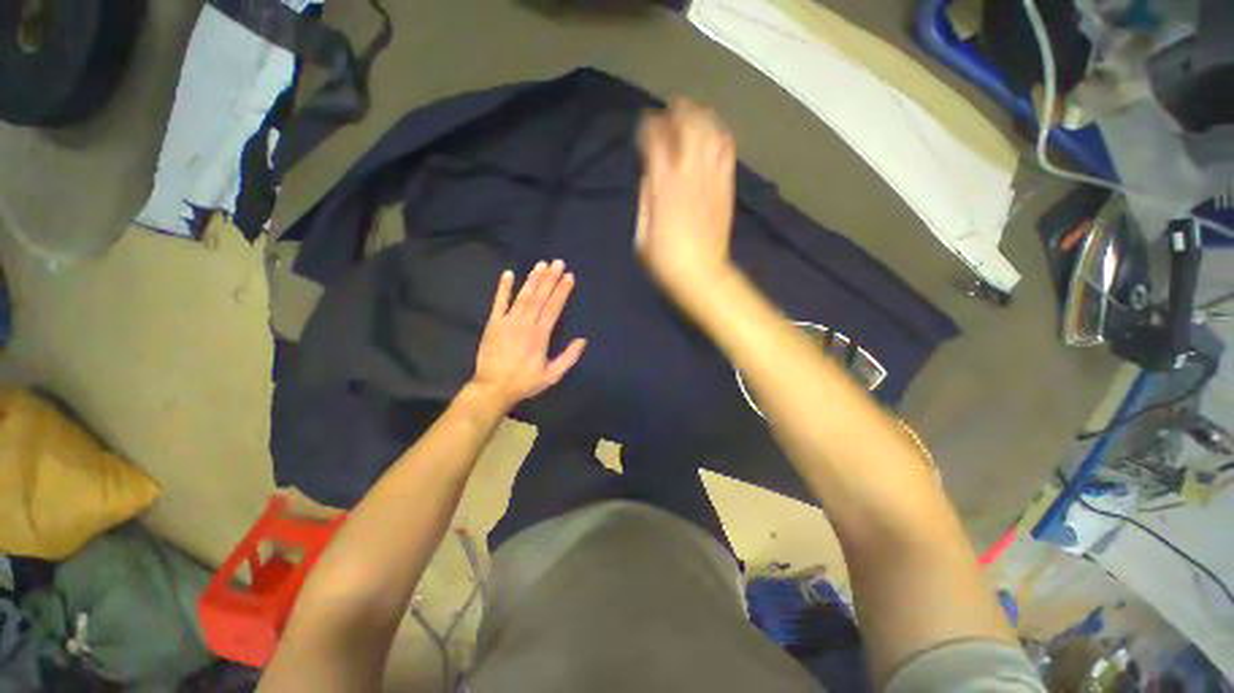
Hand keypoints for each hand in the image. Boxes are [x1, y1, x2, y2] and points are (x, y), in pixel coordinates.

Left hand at [468, 260, 586, 411]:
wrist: (493, 387)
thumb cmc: (525, 382)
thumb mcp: (552, 375)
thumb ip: (568, 357)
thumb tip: (582, 340)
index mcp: (541, 335)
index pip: (554, 308)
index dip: (562, 291)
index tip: (569, 276)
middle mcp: (525, 324)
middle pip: (540, 297)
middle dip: (550, 278)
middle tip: (558, 262)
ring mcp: (508, 322)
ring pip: (523, 296)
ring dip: (533, 279)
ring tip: (541, 264)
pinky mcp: (493, 323)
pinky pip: (499, 302)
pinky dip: (503, 288)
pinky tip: (508, 274)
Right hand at [636, 98, 736, 294]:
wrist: (701, 275)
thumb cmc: (665, 261)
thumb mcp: (641, 235)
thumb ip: (645, 199)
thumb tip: (649, 174)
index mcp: (665, 188)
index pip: (657, 141)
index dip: (649, 126)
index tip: (644, 124)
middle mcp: (690, 175)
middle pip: (689, 126)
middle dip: (679, 110)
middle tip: (671, 107)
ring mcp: (712, 180)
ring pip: (712, 132)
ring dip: (702, 116)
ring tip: (693, 112)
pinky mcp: (726, 188)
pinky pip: (727, 151)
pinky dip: (720, 134)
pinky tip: (714, 132)